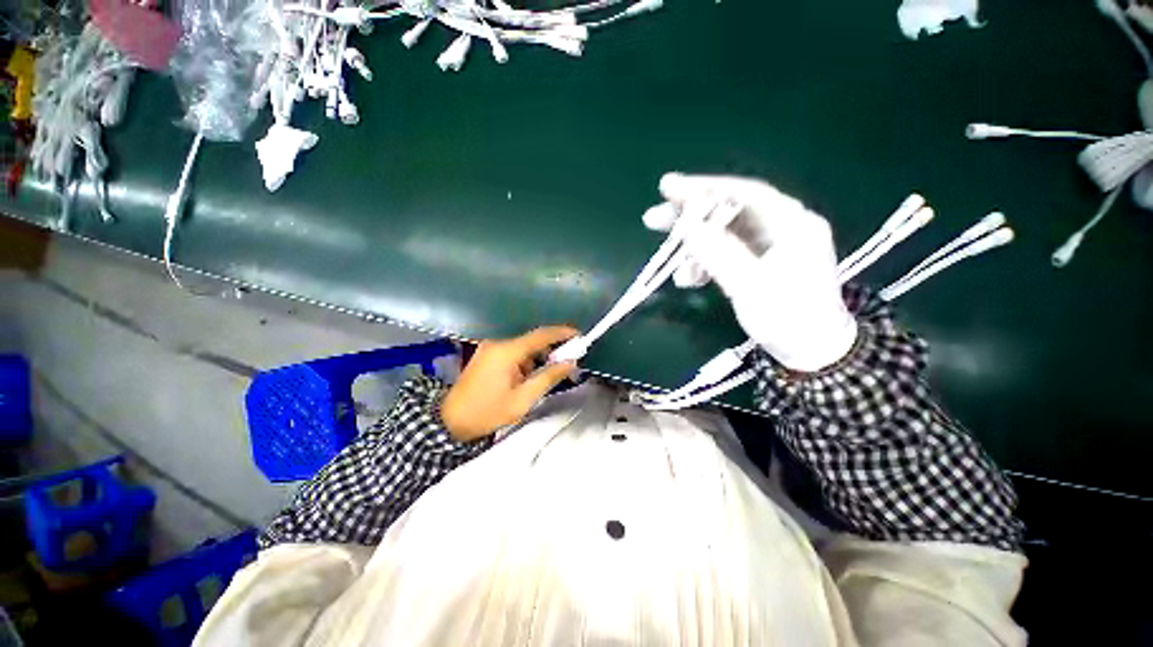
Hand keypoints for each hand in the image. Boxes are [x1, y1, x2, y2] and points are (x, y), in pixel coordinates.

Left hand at [441, 326, 578, 441]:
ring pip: (524, 348)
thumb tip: (570, 363)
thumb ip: (548, 377)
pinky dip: (526, 361)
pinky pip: (514, 353)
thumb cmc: (487, 412)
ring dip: (538, 358)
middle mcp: (498, 344)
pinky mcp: (487, 355)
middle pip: (533, 341)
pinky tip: (528, 378)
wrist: (450, 421)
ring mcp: (490, 348)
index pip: (540, 335)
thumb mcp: (523, 399)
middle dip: (552, 350)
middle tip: (568, 362)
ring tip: (548, 375)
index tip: (579, 336)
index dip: (562, 333)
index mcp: (507, 352)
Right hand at [643, 173, 856, 372]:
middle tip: (654, 218)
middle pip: (727, 212)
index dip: (704, 189)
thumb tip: (685, 224)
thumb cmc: (788, 318)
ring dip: (693, 247)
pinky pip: (723, 255)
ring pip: (721, 235)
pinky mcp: (755, 263)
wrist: (811, 352)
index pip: (743, 193)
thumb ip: (717, 252)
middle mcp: (780, 227)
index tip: (667, 187)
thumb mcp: (750, 285)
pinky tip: (688, 279)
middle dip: (689, 216)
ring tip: (670, 264)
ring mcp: (767, 247)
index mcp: (792, 223)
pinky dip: (703, 264)